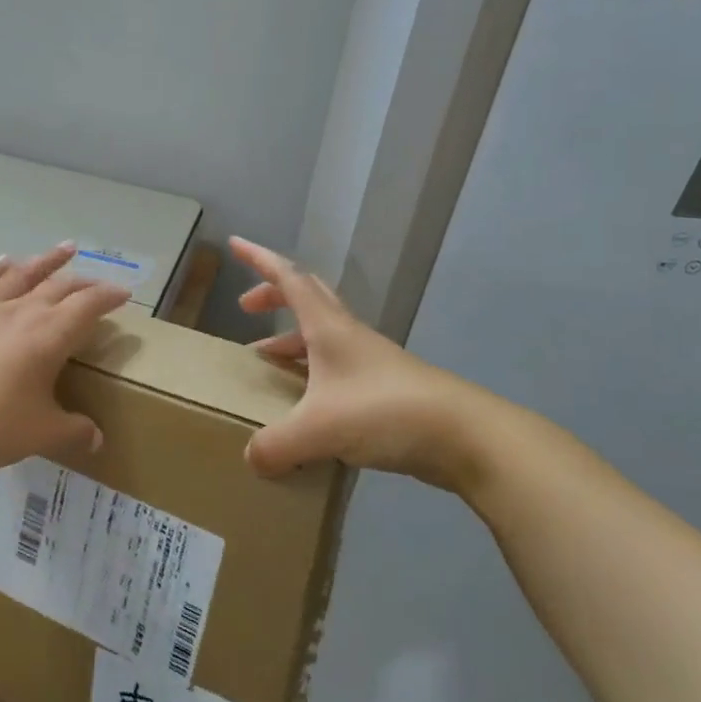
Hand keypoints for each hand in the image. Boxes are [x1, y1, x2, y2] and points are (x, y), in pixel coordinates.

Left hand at [0, 243, 130, 478]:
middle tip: (98, 282)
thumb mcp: (41, 433)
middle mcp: (22, 312)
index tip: (124, 294)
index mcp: (50, 335)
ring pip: (23, 274)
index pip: (88, 305)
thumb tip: (97, 439)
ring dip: (46, 260)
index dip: (108, 296)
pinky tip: (4, 261)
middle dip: (83, 281)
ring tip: (64, 248)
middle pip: (59, 285)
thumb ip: (72, 431)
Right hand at [231, 236, 520, 493]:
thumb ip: (277, 444)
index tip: (235, 244)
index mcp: (329, 327)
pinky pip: (335, 367)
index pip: (288, 278)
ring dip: (290, 337)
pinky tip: (303, 405)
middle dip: (273, 295)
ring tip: (265, 359)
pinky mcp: (383, 388)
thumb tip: (252, 458)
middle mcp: (348, 335)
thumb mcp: (319, 429)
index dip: (260, 259)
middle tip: (246, 307)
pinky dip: (310, 372)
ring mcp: (369, 361)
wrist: (465, 436)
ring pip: (321, 333)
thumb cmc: (386, 412)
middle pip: (307, 297)